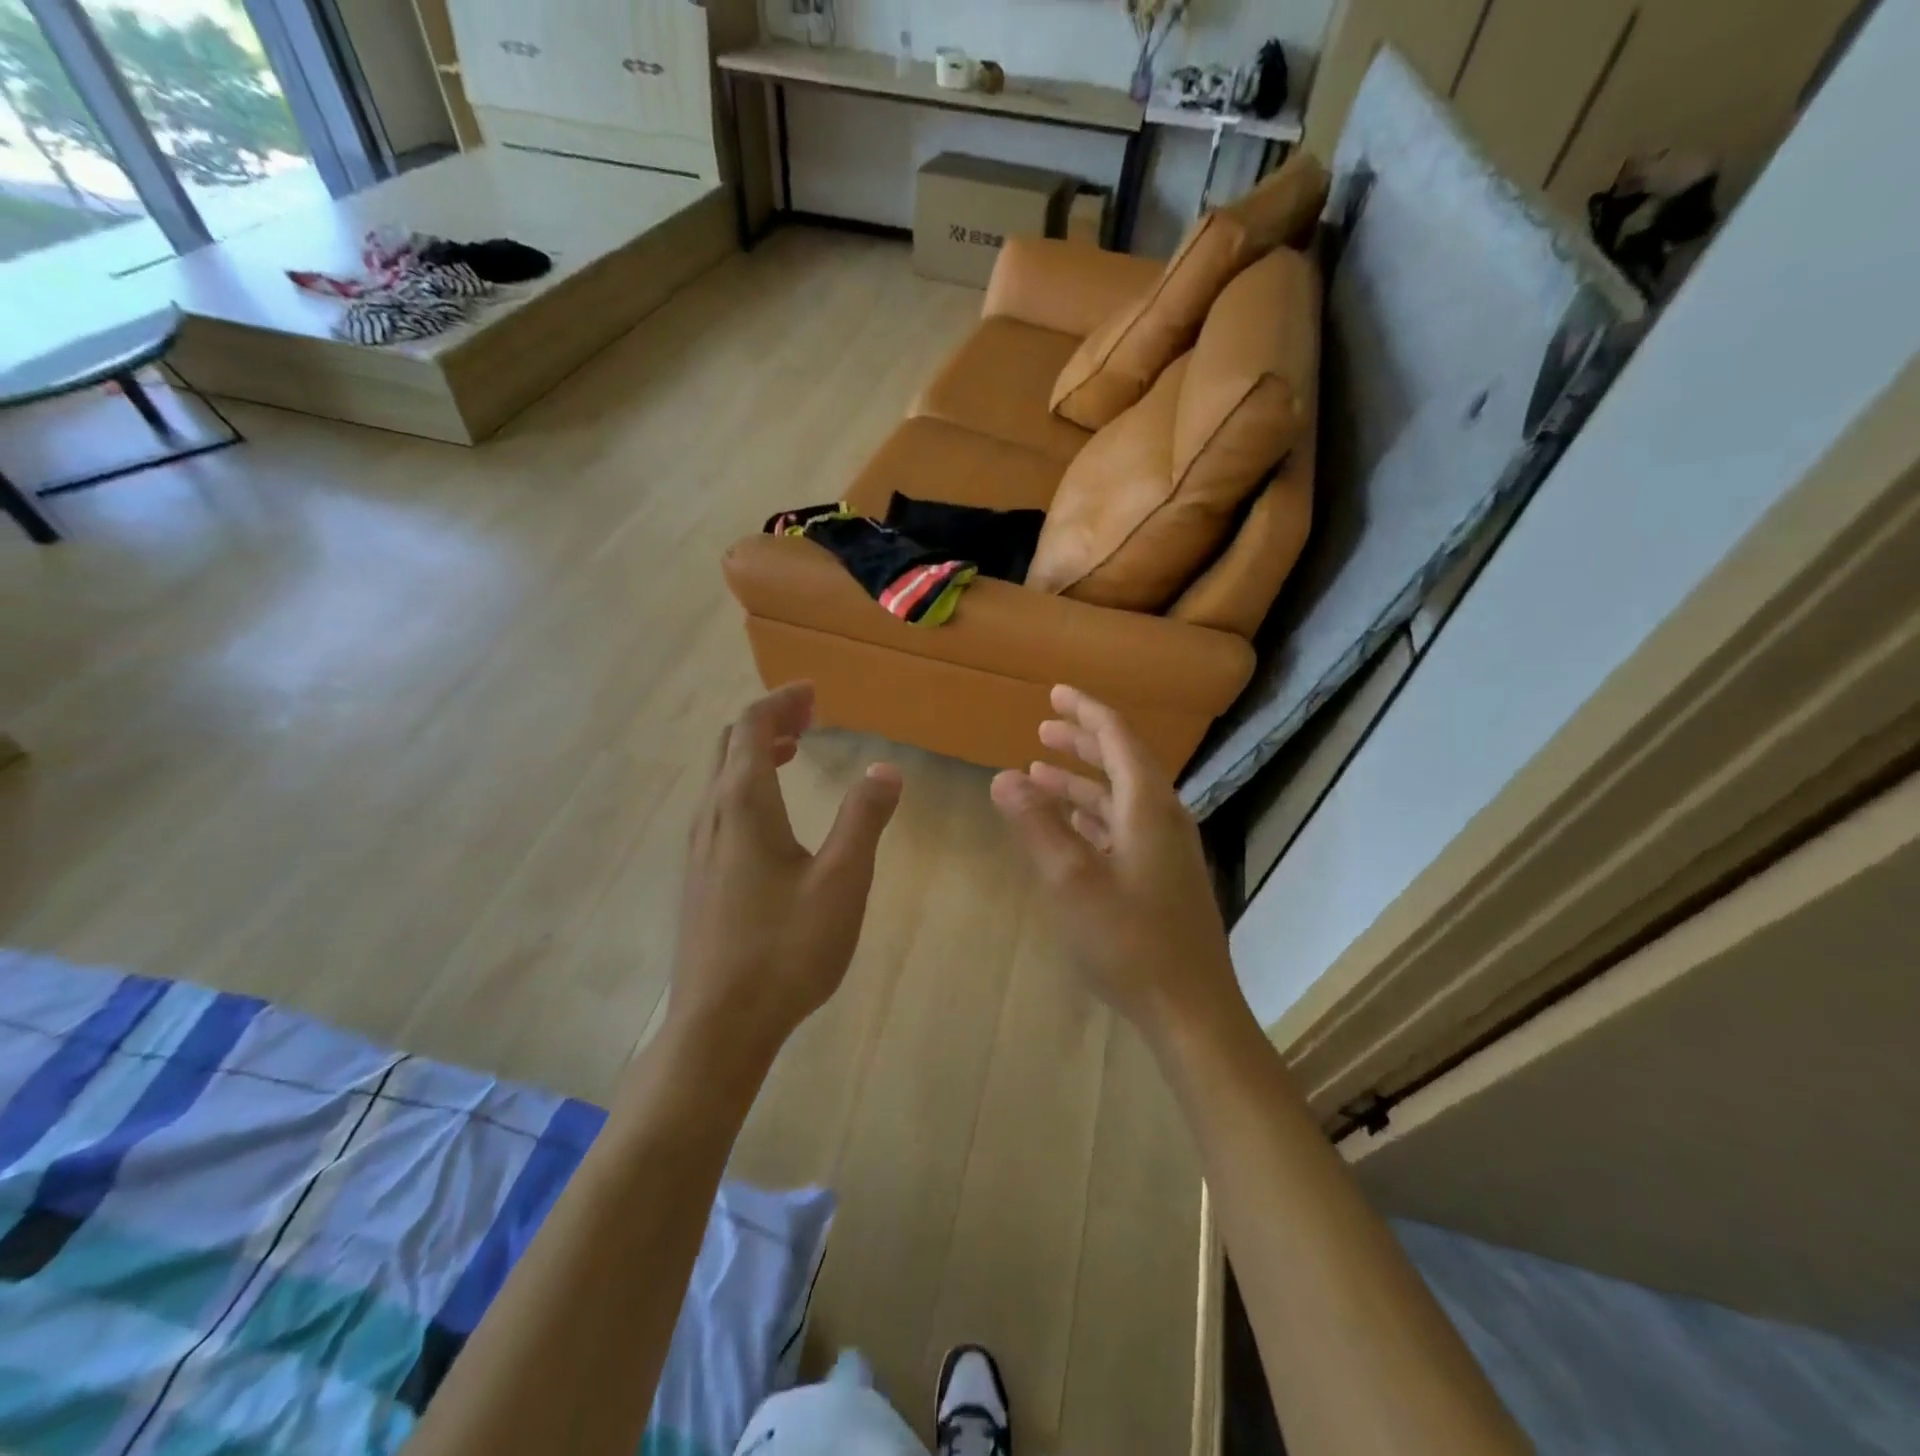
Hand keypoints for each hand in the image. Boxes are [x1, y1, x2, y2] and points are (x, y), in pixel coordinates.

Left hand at [669, 683, 902, 1064]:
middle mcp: (712, 815)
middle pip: (731, 744)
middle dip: (769, 720)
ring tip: (795, 751)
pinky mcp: (698, 874)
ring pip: (720, 775)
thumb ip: (864, 819)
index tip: (814, 693)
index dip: (782, 701)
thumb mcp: (842, 882)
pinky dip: (746, 783)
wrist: (719, 1025)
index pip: (753, 727)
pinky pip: (718, 804)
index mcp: (744, 806)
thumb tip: (885, 768)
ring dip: (755, 751)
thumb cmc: (786, 949)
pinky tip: (774, 814)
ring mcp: (698, 847)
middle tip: (811, 716)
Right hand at [990, 686, 1241, 1044]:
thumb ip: (1036, 824)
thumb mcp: (1071, 880)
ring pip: (1119, 798)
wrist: (1190, 1009)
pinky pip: (1123, 828)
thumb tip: (1003, 776)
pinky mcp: (1161, 877)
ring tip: (1040, 772)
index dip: (1086, 711)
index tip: (1056, 693)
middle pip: (1121, 763)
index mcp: (1147, 807)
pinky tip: (1069, 825)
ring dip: (1082, 782)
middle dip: (1082, 741)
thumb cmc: (1129, 941)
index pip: (1117, 738)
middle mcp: (1162, 818)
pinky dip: (1092, 816)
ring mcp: (1165, 850)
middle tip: (1043, 728)